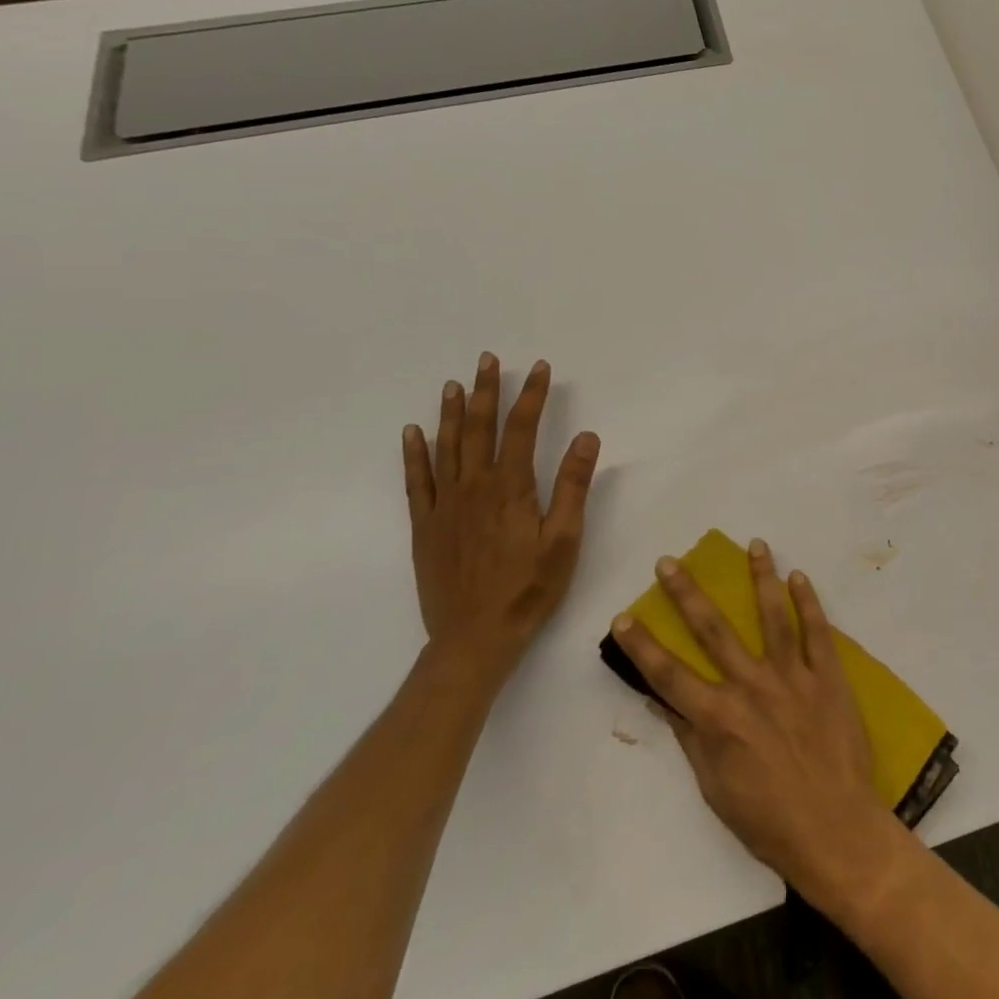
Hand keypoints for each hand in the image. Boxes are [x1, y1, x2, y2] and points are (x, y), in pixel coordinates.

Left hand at [403, 352, 600, 683]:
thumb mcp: (565, 538)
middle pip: (479, 429)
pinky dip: (414, 454)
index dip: (530, 395)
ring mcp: (444, 506)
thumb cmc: (530, 588)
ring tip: (455, 384)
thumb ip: (573, 486)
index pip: (521, 429)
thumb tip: (585, 436)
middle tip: (487, 360)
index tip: (538, 367)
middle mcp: (473, 488)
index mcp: (510, 488)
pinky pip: (416, 481)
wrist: (475, 638)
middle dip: (486, 391)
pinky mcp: (425, 526)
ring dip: (452, 413)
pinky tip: (413, 432)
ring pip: (446, 447)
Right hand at [611, 541, 903, 911]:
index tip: (624, 615)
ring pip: (772, 616)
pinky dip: (808, 601)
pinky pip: (817, 631)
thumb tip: (661, 702)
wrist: (834, 828)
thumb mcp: (715, 789)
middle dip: (688, 593)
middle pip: (714, 630)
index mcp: (718, 718)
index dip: (642, 645)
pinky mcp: (828, 676)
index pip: (669, 674)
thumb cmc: (768, 820)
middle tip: (670, 561)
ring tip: (755, 544)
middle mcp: (751, 687)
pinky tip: (799, 576)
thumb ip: (691, 739)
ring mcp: (793, 676)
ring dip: (762, 577)